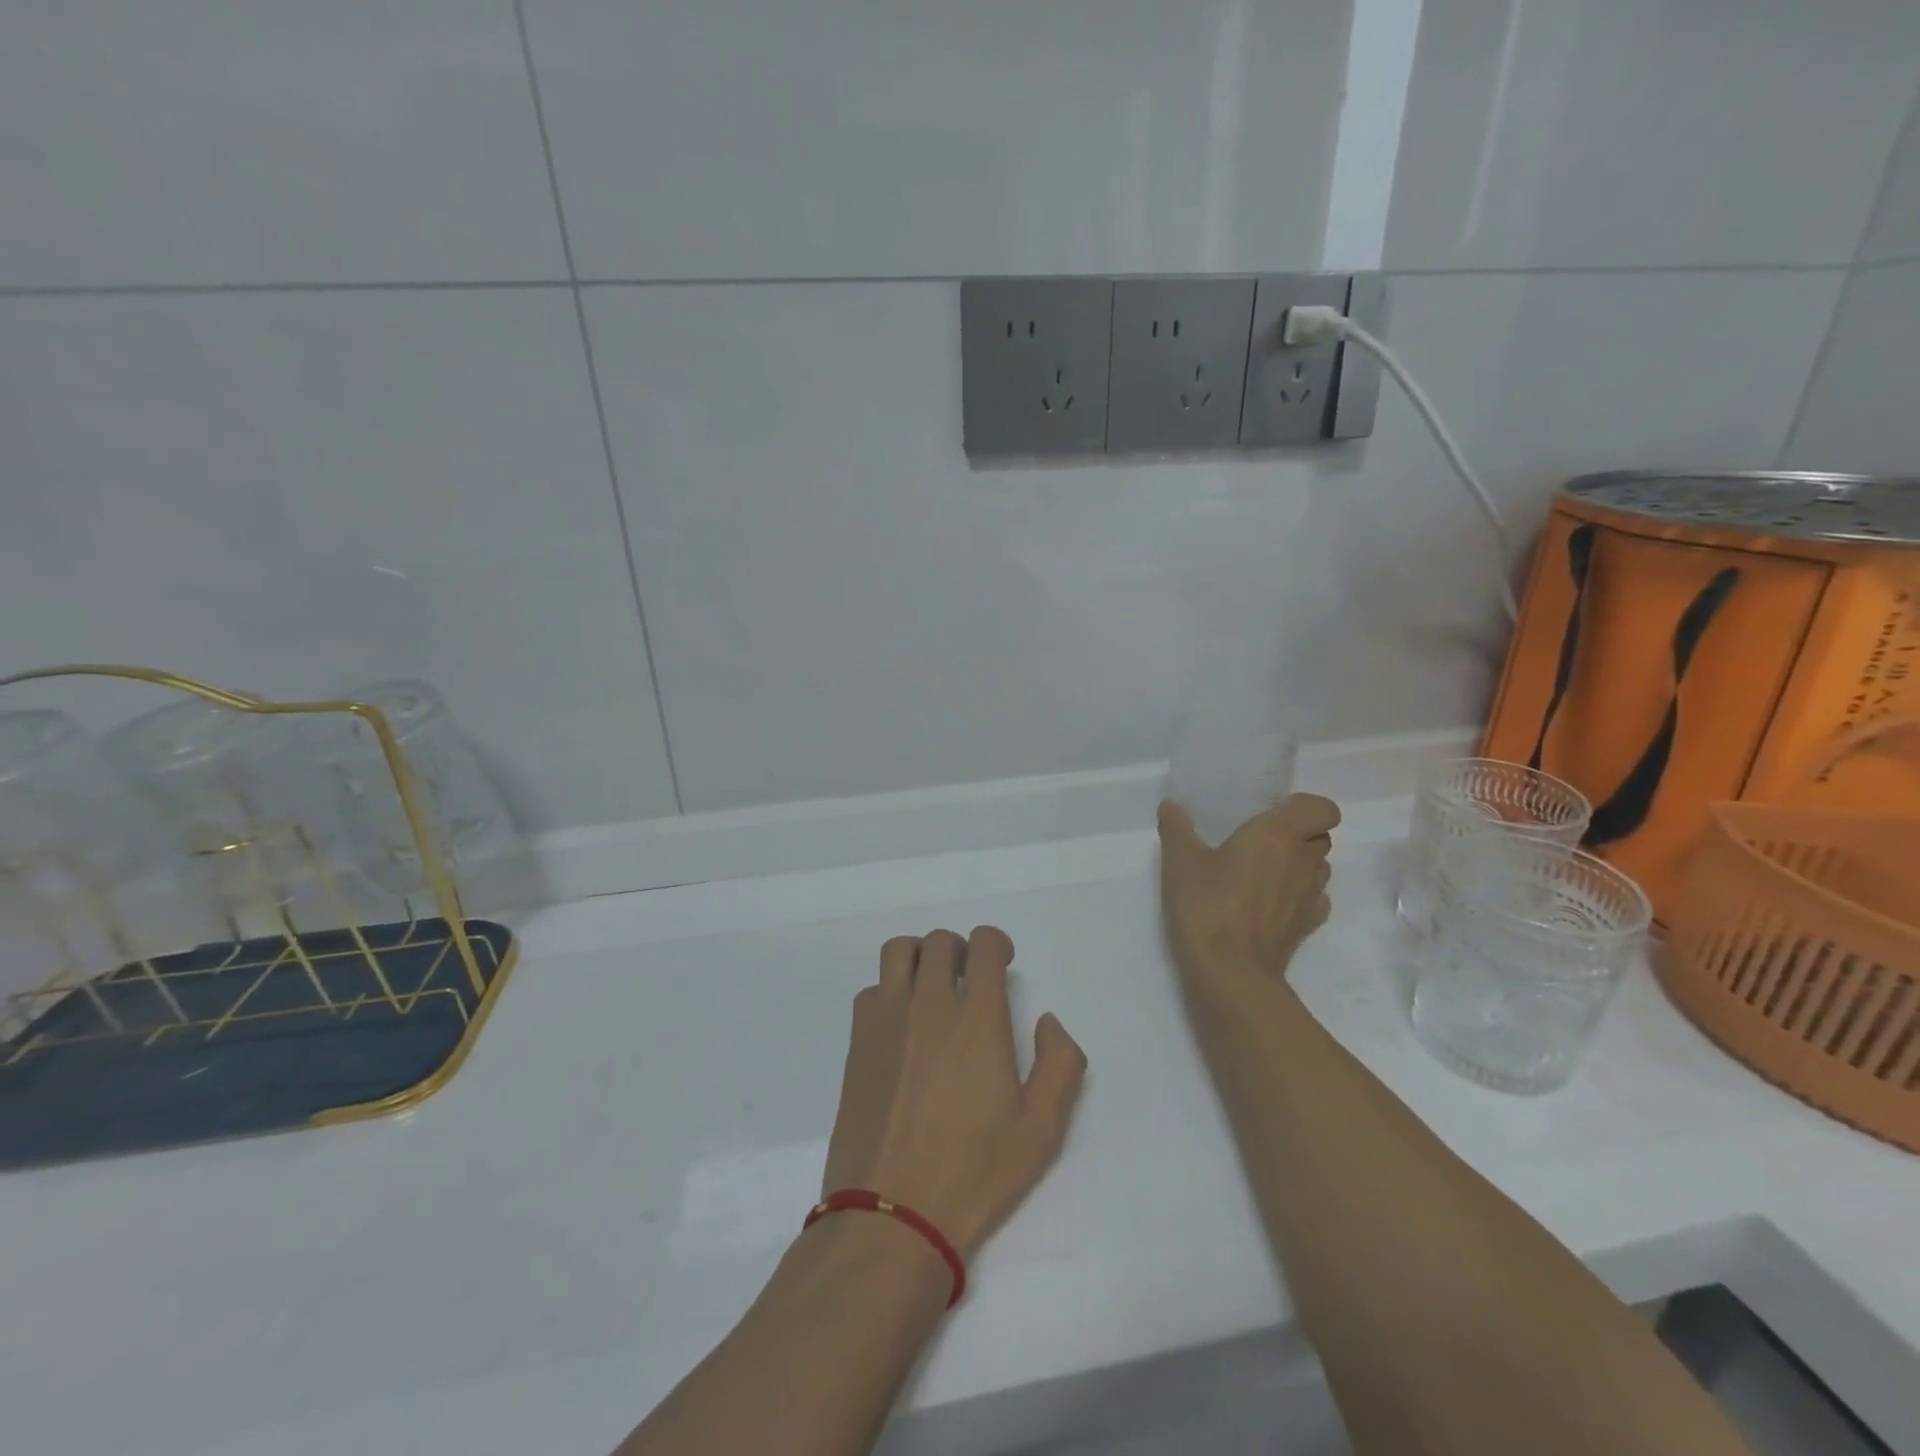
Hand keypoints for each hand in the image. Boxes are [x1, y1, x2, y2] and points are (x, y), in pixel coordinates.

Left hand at [821, 927, 1086, 1260]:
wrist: (892, 1215)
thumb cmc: (975, 1172)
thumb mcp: (1042, 1128)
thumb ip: (1060, 1063)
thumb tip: (1048, 1021)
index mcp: (977, 1018)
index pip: (983, 944)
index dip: (997, 944)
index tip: (1003, 964)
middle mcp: (928, 1004)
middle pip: (940, 941)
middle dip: (961, 949)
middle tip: (970, 979)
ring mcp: (886, 1019)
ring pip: (898, 952)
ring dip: (921, 957)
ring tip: (932, 988)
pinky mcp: (857, 1042)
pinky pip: (872, 989)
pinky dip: (890, 990)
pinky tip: (902, 1026)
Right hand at [1158, 794, 1340, 1001]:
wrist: (1230, 972)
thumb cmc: (1207, 905)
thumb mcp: (1180, 861)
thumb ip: (1176, 828)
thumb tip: (1170, 805)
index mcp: (1278, 834)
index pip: (1322, 808)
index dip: (1303, 806)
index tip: (1272, 811)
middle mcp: (1303, 861)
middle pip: (1321, 836)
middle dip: (1298, 833)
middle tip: (1260, 840)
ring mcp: (1310, 897)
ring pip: (1319, 868)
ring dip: (1299, 864)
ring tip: (1263, 871)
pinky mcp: (1306, 927)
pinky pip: (1313, 900)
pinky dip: (1298, 896)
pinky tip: (1269, 903)